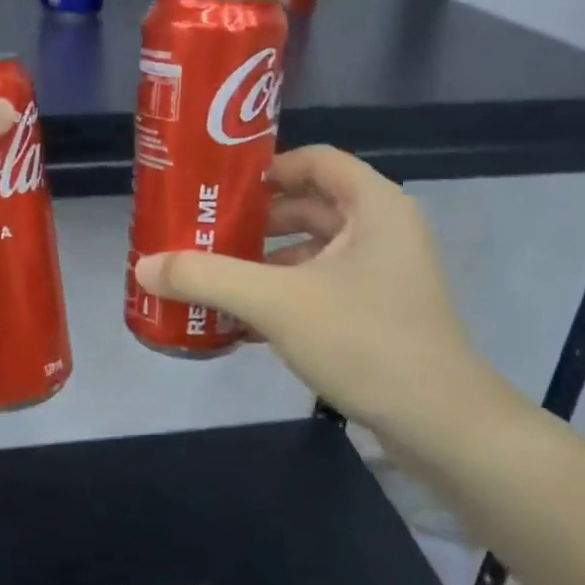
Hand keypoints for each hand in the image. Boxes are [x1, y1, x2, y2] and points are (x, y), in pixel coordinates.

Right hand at [135, 146, 519, 451]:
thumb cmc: (364, 340)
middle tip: (205, 232)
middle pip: (310, 206)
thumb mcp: (276, 302)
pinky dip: (285, 295)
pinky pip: (324, 288)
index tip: (221, 189)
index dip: (267, 167)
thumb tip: (144, 267)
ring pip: (315, 251)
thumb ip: (208, 278)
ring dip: (266, 262)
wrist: (441, 424)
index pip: (315, 160)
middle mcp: (384, 230)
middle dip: (257, 221)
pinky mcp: (381, 313)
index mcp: (374, 206)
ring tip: (215, 277)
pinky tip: (243, 322)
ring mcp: (386, 274)